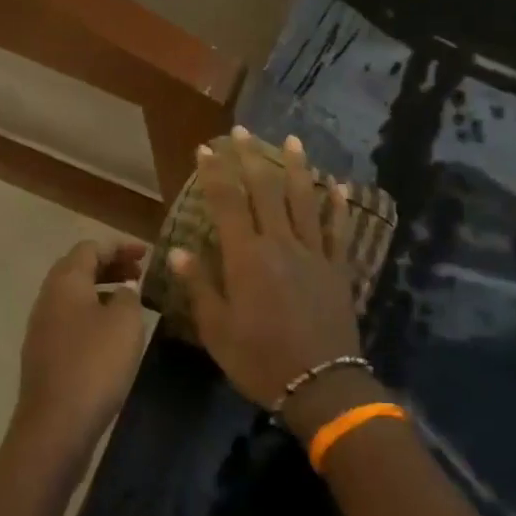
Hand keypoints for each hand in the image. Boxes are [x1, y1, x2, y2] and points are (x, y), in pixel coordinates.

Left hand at [15, 239, 148, 453]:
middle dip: (110, 266)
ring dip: (102, 290)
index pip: (89, 247)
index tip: (146, 254)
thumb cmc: (95, 364)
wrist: (56, 424)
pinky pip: (70, 318)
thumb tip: (122, 290)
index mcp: (65, 281)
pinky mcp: (44, 353)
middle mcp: (47, 298)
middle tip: (140, 274)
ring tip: (131, 301)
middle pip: (77, 268)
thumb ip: (128, 295)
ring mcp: (42, 327)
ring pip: (73, 295)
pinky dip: (93, 312)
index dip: (119, 246)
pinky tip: (112, 333)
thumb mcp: (125, 322)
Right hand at [172, 130, 364, 414]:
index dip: (215, 173)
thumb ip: (199, 285)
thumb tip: (177, 250)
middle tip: (241, 131)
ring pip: (303, 200)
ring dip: (296, 168)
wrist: (320, 385)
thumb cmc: (260, 360)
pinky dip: (338, 206)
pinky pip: (337, 230)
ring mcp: (313, 253)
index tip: (206, 148)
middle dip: (250, 158)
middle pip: (264, 191)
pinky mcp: (337, 268)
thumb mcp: (217, 330)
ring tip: (291, 140)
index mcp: (246, 258)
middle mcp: (280, 244)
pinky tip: (339, 185)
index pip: (227, 203)